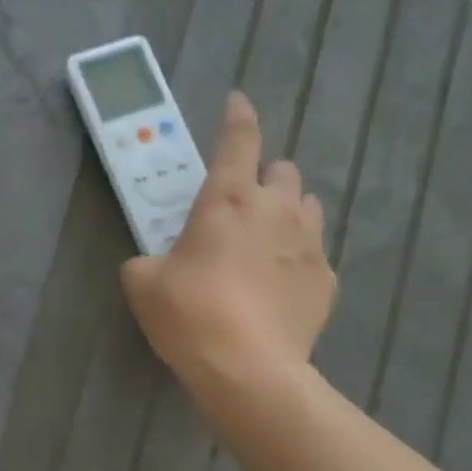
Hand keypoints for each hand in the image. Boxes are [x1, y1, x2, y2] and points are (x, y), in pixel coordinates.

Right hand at [122, 92, 335, 399]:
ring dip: (288, 211)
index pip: (239, 139)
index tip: (236, 101)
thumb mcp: (143, 284)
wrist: (249, 369)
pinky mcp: (328, 280)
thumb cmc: (190, 314)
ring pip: (309, 205)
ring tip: (266, 240)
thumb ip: (146, 261)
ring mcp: (310, 243)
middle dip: (265, 177)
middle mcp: (277, 209)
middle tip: (243, 204)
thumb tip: (151, 263)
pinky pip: (316, 253)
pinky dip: (298, 258)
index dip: (237, 115)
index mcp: (228, 199)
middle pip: (284, 170)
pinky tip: (279, 285)